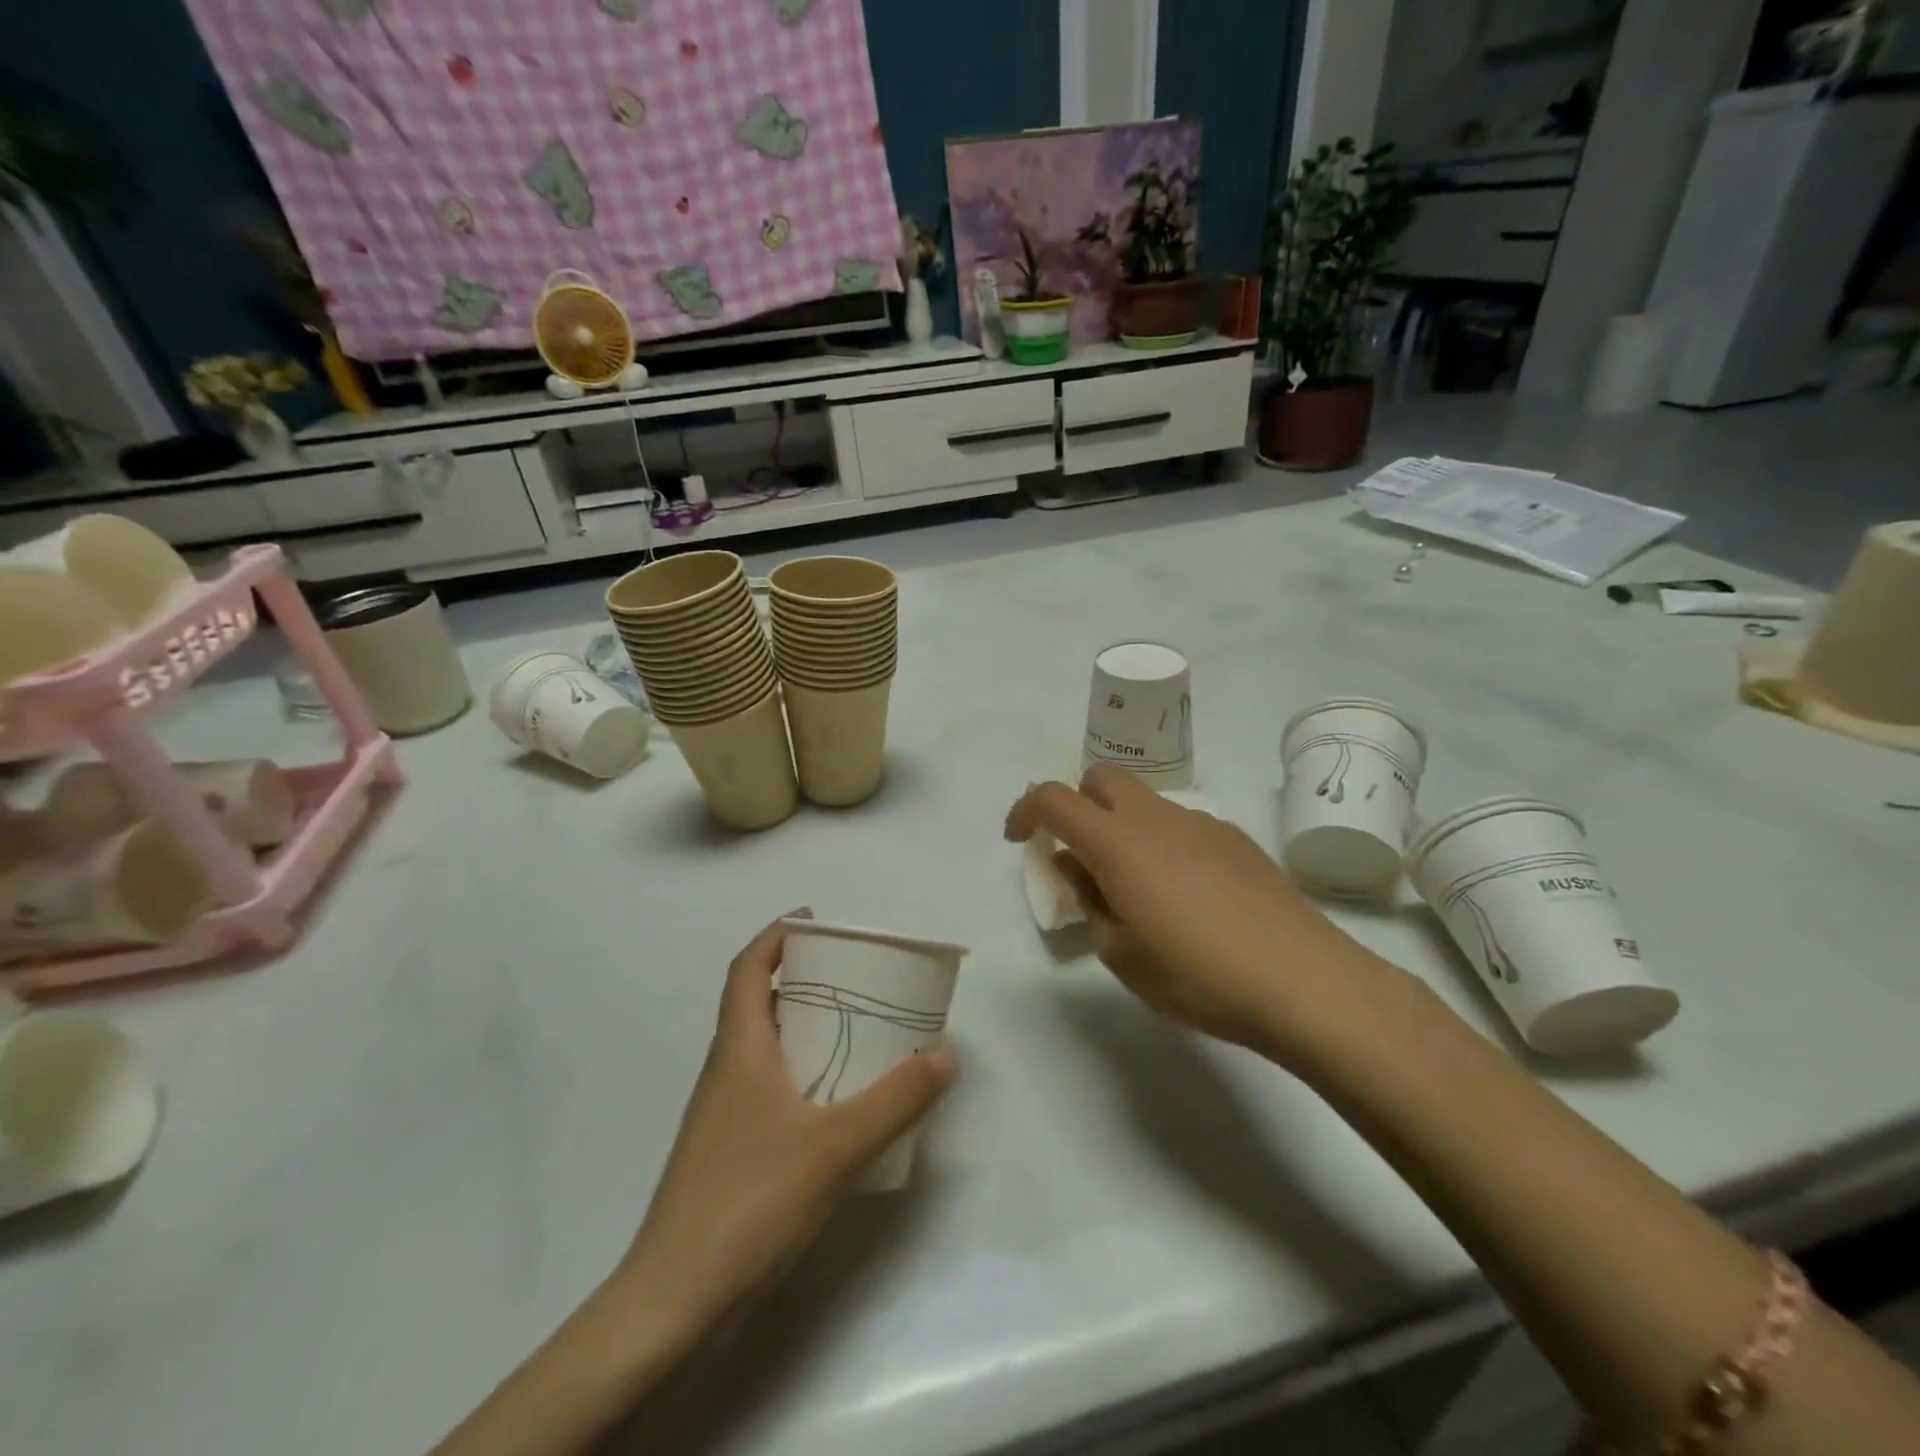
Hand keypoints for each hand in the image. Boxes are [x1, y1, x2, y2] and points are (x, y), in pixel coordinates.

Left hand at [614, 912, 956, 1337]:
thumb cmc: (748, 1203)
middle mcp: (726, 1071)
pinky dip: (801, 1072)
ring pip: (763, 1048)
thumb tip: (945, 1055)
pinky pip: (768, 1087)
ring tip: (856, 1030)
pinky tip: (837, 1103)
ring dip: (803, 1026)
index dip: (775, 935)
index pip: (747, 969)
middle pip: (757, 1002)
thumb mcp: (835, 1147)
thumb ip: (895, 1101)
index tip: (815, 921)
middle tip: (854, 976)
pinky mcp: (729, 1152)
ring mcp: (723, 1115)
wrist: (673, 1302)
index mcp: (739, 1050)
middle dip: (801, 978)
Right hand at [1005, 766, 1372, 1056]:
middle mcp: (1156, 818)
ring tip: (1137, 889)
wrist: (1304, 982)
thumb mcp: (1122, 955)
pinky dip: (1162, 841)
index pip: (1053, 799)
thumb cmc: (1198, 975)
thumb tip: (1080, 870)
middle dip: (1077, 805)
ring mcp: (1202, 823)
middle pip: (1101, 778)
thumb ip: (1091, 903)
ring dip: (1122, 826)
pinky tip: (1187, 895)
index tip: (1021, 840)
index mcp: (1118, 843)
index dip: (1026, 811)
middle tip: (1081, 858)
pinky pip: (1182, 823)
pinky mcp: (1236, 839)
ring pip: (1144, 801)